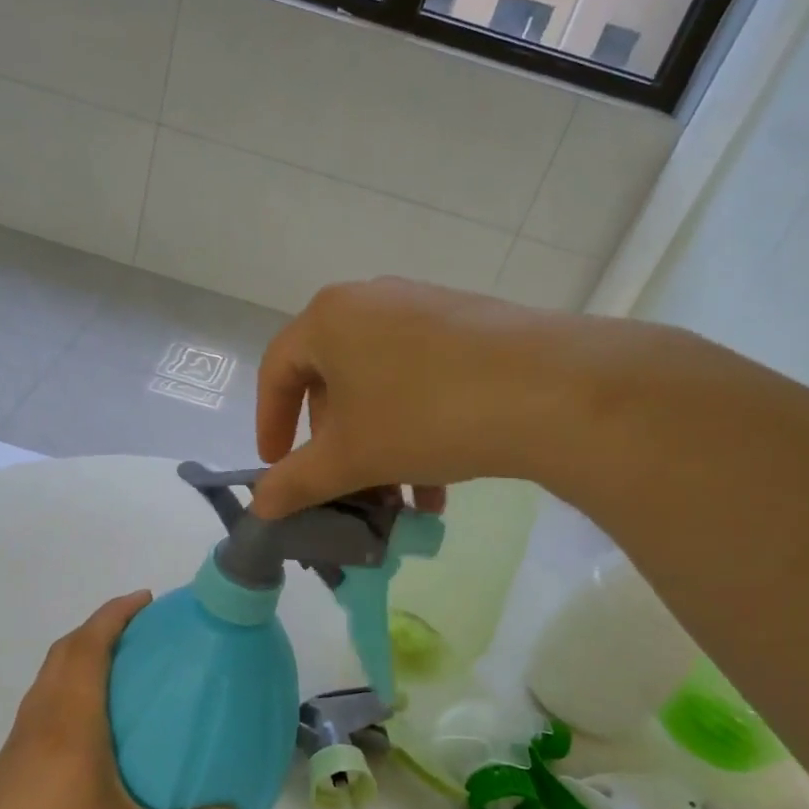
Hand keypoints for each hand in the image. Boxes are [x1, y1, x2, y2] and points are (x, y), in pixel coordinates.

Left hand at [0, 593, 240, 808]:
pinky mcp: (5, 770)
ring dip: (78, 655)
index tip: (145, 600)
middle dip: (98, 627)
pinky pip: (40, 704)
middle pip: (63, 652)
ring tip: (119, 668)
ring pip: (46, 678)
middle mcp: (38, 723)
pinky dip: (66, 687)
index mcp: (68, 725)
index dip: (113, 614)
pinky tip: (89, 727)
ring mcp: (15, 745)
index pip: (87, 647)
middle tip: (140, 629)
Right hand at [252, 278, 583, 517]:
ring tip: (399, 503)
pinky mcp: (469, 326)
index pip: (277, 371)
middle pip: (333, 382)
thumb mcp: (351, 457)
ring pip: (381, 388)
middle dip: (336, 447)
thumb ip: (297, 482)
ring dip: (379, 450)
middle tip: (347, 489)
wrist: (549, 390)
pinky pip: (422, 380)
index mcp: (329, 319)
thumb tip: (259, 507)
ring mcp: (425, 309)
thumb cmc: (424, 415)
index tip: (277, 467)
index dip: (269, 424)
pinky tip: (438, 485)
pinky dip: (417, 430)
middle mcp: (372, 302)